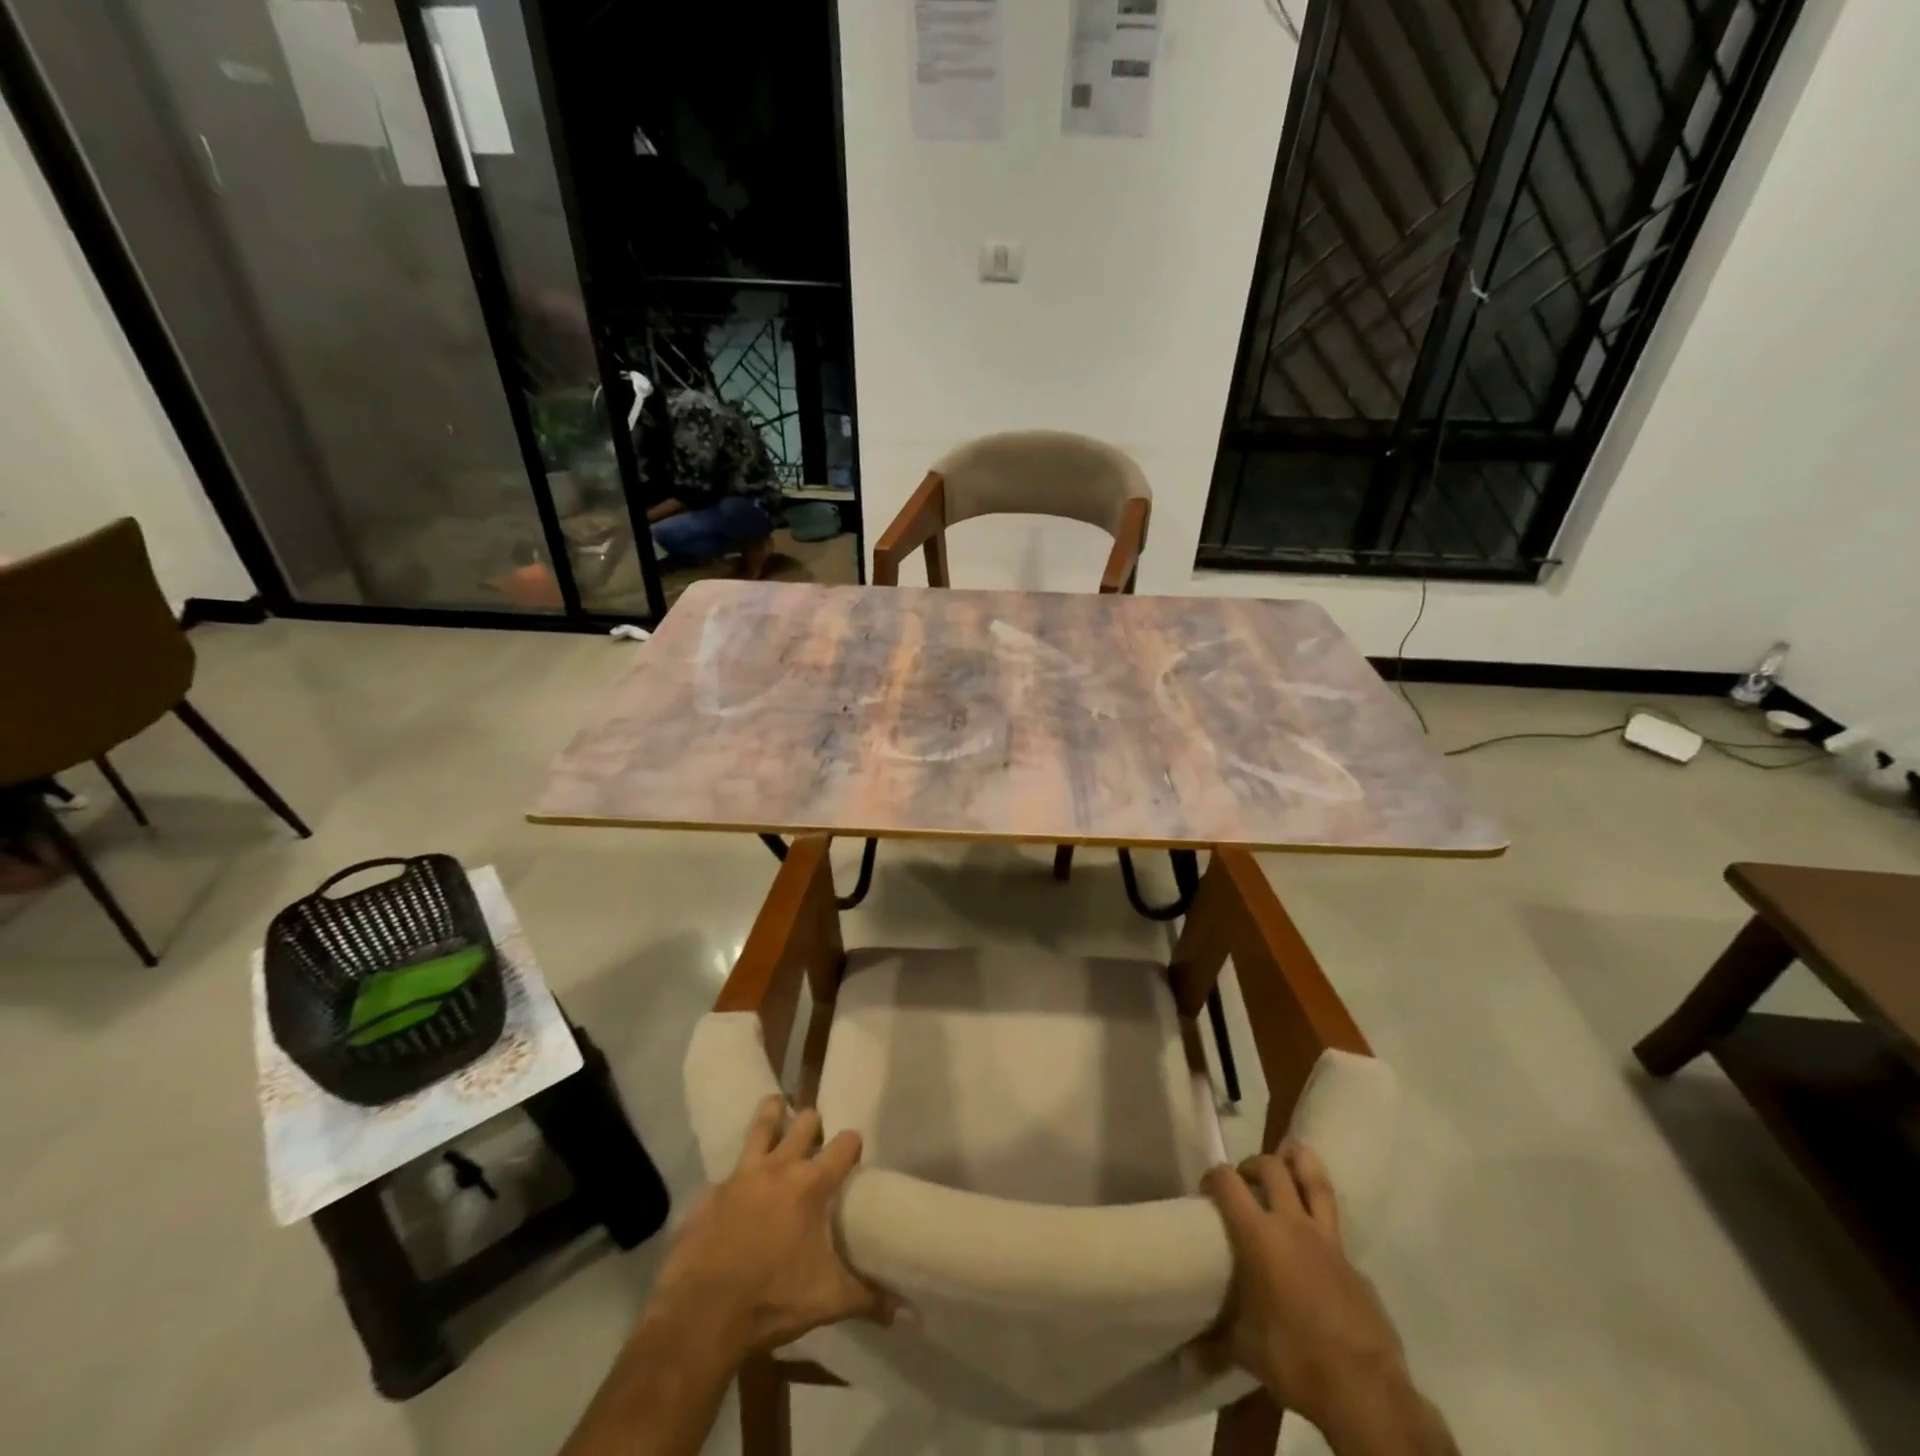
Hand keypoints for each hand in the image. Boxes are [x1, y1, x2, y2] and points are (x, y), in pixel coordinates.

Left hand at [650, 1095, 889, 1360]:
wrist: (701, 1317)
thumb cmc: (772, 1300)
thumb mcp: (827, 1301)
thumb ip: (867, 1298)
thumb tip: (905, 1312)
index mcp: (810, 1185)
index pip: (844, 1145)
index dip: (852, 1143)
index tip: (855, 1149)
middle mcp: (777, 1168)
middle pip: (803, 1123)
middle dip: (813, 1123)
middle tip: (816, 1132)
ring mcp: (740, 1176)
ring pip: (760, 1126)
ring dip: (772, 1114)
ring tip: (777, 1105)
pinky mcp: (709, 1193)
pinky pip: (725, 1173)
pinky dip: (734, 1174)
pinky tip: (734, 1185)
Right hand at [1200, 1142, 1449, 1453]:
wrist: (1366, 1392)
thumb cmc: (1296, 1360)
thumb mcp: (1247, 1352)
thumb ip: (1215, 1344)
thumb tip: (1184, 1359)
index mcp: (1259, 1236)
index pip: (1228, 1183)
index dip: (1213, 1177)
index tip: (1206, 1190)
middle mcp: (1293, 1225)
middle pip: (1273, 1168)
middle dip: (1254, 1165)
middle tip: (1244, 1181)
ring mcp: (1329, 1242)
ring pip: (1315, 1180)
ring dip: (1299, 1161)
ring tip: (1289, 1153)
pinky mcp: (1355, 1264)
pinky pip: (1333, 1229)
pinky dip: (1319, 1222)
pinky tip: (1313, 1244)